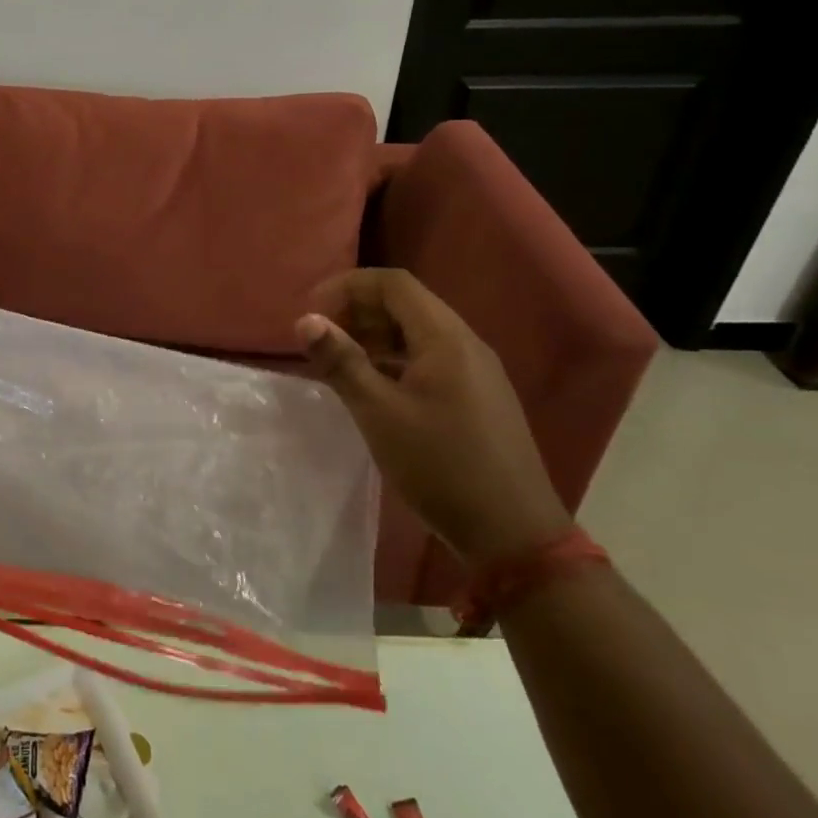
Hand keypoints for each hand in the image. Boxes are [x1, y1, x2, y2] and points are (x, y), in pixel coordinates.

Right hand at [295, 268, 570, 566]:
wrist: (513, 533)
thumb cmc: (440, 466)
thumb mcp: (379, 413)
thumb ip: (341, 361)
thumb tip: (305, 320)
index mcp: (446, 339)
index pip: (393, 283)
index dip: (347, 286)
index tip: (311, 311)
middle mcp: (465, 344)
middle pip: (406, 303)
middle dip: (358, 310)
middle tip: (321, 338)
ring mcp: (476, 372)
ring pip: (417, 332)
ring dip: (374, 336)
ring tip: (339, 361)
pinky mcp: (477, 397)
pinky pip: (429, 358)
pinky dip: (393, 359)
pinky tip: (372, 388)